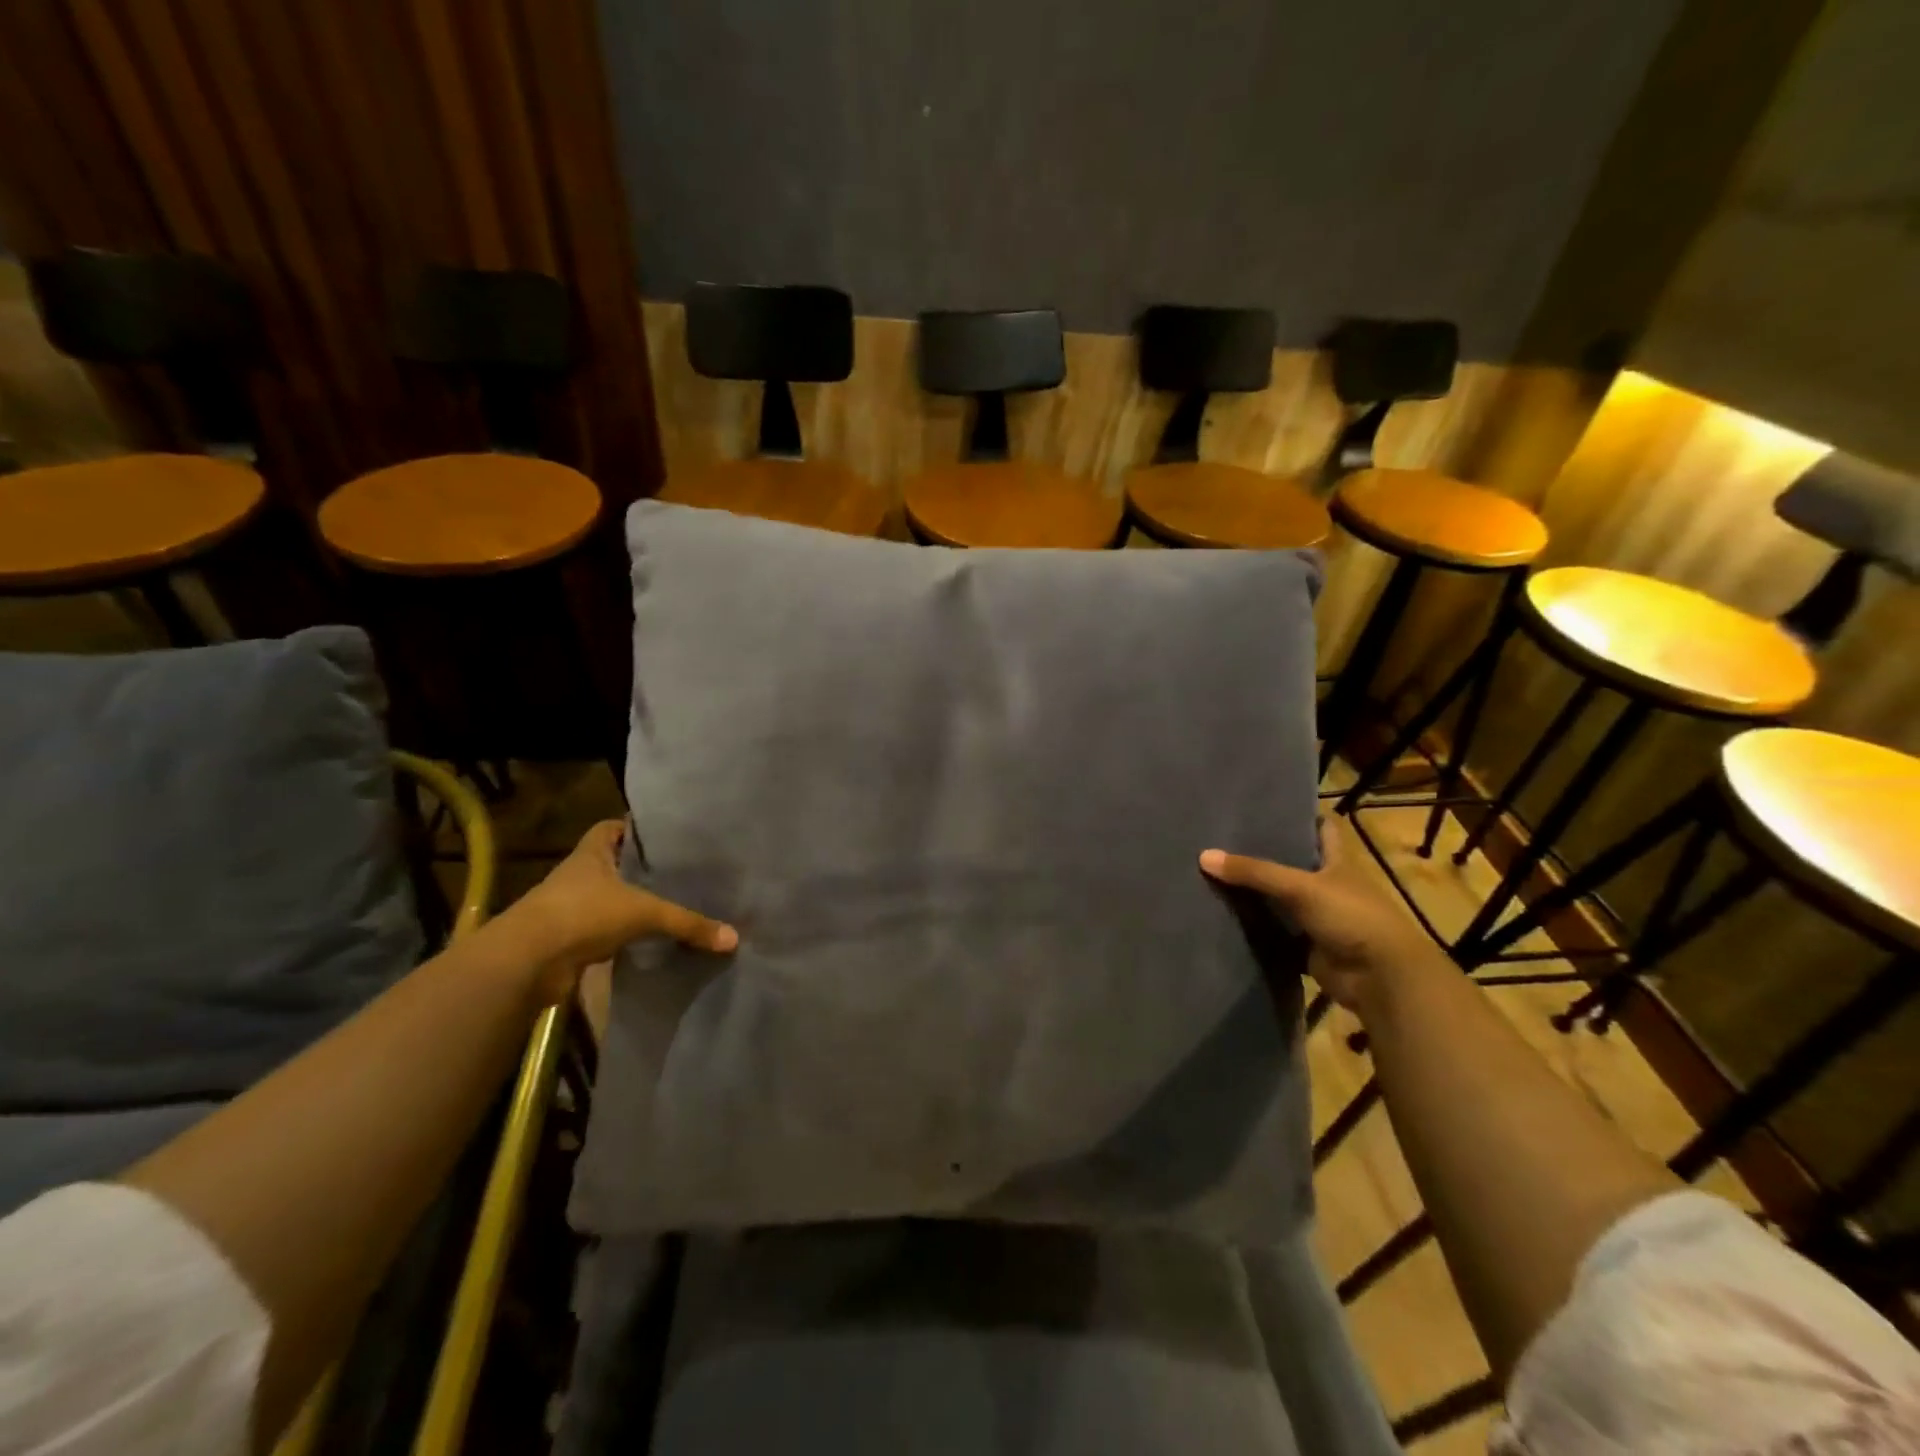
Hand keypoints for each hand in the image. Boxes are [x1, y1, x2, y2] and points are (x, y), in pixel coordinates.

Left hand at [501, 820, 736, 1003]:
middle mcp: (578, 876)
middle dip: (639, 869)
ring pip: (607, 900)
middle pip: (612, 865)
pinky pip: (602, 933)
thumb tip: (733, 938)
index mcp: (591, 854)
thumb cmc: (582, 914)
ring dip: (629, 905)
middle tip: (678, 871)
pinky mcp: (568, 941)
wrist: (526, 962)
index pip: (611, 829)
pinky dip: (622, 936)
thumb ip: (688, 923)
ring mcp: (570, 909)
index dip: (633, 829)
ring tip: (669, 904)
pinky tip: (648, 940)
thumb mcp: (644, 913)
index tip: (663, 835)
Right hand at [1199, 821, 1444, 1014]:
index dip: (1302, 816)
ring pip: (1282, 901)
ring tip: (1215, 875)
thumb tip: (1203, 855)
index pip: (1323, 829)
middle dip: (1265, 855)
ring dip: (1257, 895)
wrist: (1380, 978)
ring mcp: (1320, 918)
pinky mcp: (1309, 947)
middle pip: (1294, 864)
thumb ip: (1253, 872)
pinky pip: (1277, 934)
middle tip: (1224, 840)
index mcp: (1338, 862)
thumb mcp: (1300, 887)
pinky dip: (1257, 930)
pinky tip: (1225, 917)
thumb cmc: (1351, 916)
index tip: (1268, 806)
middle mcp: (1329, 885)